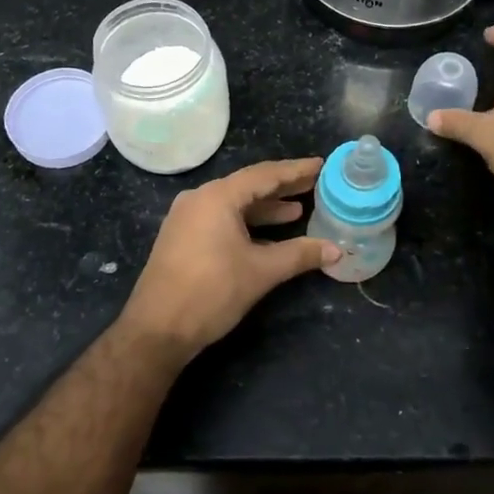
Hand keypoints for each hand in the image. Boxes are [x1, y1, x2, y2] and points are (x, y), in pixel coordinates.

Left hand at [117, 158, 340, 362]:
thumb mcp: (261, 272)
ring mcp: (187, 218)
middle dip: (282, 187)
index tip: (321, 164)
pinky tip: (268, 236)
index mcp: (217, 197)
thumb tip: (336, 249)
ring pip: (234, 205)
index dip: (295, 171)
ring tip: (297, 211)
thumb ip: (299, 255)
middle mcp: (199, 199)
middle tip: (314, 184)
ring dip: (265, 209)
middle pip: (248, 186)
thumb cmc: (211, 292)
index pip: (264, 175)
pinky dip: (247, 224)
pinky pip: (221, 220)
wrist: (157, 329)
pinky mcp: (182, 238)